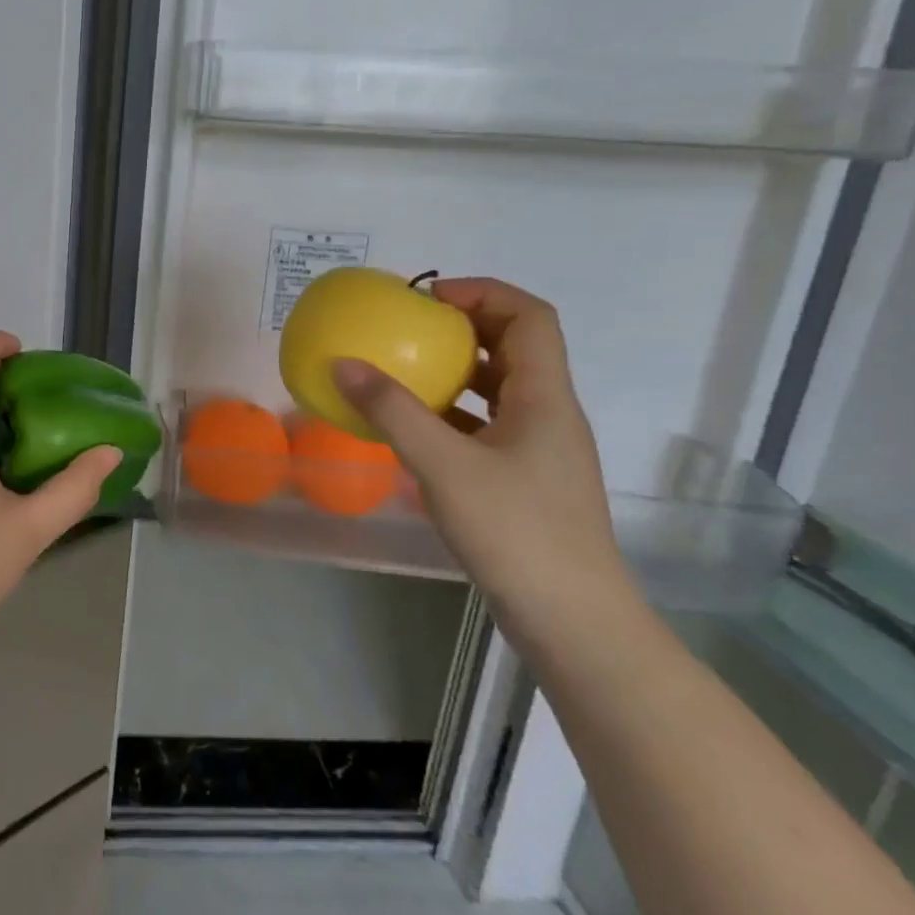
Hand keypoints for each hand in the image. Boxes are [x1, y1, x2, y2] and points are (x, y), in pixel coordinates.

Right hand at [332, 278, 631, 622]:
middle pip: (515, 347)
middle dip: (462, 328)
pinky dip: (450, 414)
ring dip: (454, 372)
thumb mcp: (443, 466)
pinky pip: (486, 426)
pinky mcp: (524, 480)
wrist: (572, 621)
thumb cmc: (516, 532)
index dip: (482, 293)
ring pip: (500, 388)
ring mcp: (539, 450)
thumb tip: (342, 363)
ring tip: (402, 373)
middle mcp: (549, 414)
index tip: (427, 299)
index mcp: (545, 397)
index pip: (530, 317)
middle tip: (408, 330)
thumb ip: (392, 411)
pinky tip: (412, 430)